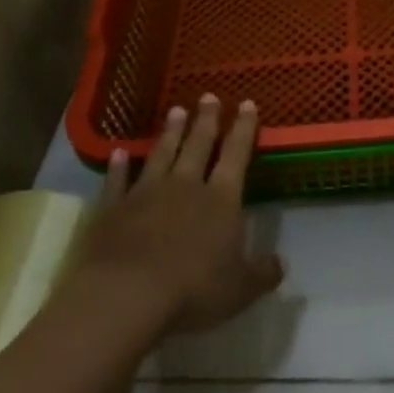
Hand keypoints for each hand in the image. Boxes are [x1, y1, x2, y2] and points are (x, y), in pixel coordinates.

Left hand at [76, 94, 284, 337]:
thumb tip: (281, 264)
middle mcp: (186, 185)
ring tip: (176, 110)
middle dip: (206, 120)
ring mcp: (146, 193)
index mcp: (221, 198)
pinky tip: (120, 152)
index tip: (248, 103)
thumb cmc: (192, 290)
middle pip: (198, 144)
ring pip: (162, 154)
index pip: (237, 154)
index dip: (244, 128)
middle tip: (209, 96)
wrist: (125, 295)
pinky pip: (118, 180)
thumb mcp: (240, 289)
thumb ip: (262, 273)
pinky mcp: (113, 208)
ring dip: (170, 132)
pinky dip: (119, 166)